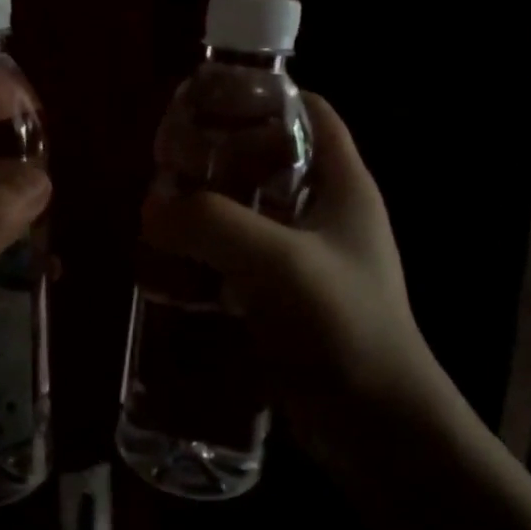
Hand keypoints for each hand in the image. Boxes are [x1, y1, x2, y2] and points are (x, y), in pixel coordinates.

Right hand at [140, 93, 458, 455]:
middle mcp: (325, 212)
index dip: (261, 97)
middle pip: (266, 159)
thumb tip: (151, 209)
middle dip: (216, 157)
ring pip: (246, 210)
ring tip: (159, 216)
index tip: (206, 104)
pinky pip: (238, 258)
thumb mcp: (276, 262)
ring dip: (204, 210)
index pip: (307, 111)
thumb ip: (210, 223)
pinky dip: (205, 255)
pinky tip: (170, 268)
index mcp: (342, 184)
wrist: (380, 432)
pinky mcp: (285, 297)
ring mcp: (306, 257)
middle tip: (166, 165)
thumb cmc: (344, 328)